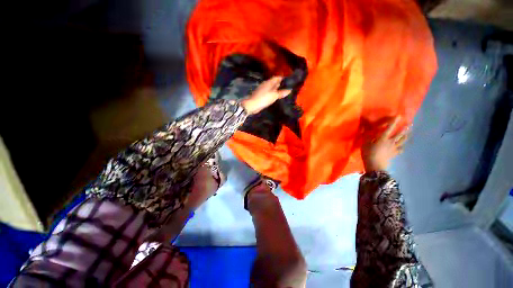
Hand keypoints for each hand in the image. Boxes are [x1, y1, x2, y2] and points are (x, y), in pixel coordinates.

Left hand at [241, 76, 291, 114]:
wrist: (252, 105)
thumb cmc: (264, 98)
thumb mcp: (274, 95)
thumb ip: (281, 93)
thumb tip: (289, 90)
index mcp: (269, 82)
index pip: (277, 77)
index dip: (283, 78)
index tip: (289, 81)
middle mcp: (265, 84)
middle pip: (274, 82)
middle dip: (280, 84)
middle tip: (288, 87)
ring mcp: (262, 90)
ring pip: (271, 88)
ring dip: (276, 90)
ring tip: (283, 93)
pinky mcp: (261, 95)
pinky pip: (269, 93)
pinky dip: (273, 94)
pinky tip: (276, 97)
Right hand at [361, 116, 408, 171]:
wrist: (375, 166)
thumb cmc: (368, 153)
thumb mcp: (365, 144)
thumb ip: (366, 136)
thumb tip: (365, 128)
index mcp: (383, 138)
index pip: (389, 128)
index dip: (393, 122)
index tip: (399, 116)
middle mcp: (391, 142)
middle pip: (399, 134)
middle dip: (405, 129)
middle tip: (410, 124)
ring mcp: (394, 148)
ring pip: (402, 141)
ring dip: (406, 136)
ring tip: (409, 133)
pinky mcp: (394, 154)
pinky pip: (400, 150)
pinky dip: (401, 147)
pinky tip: (402, 147)